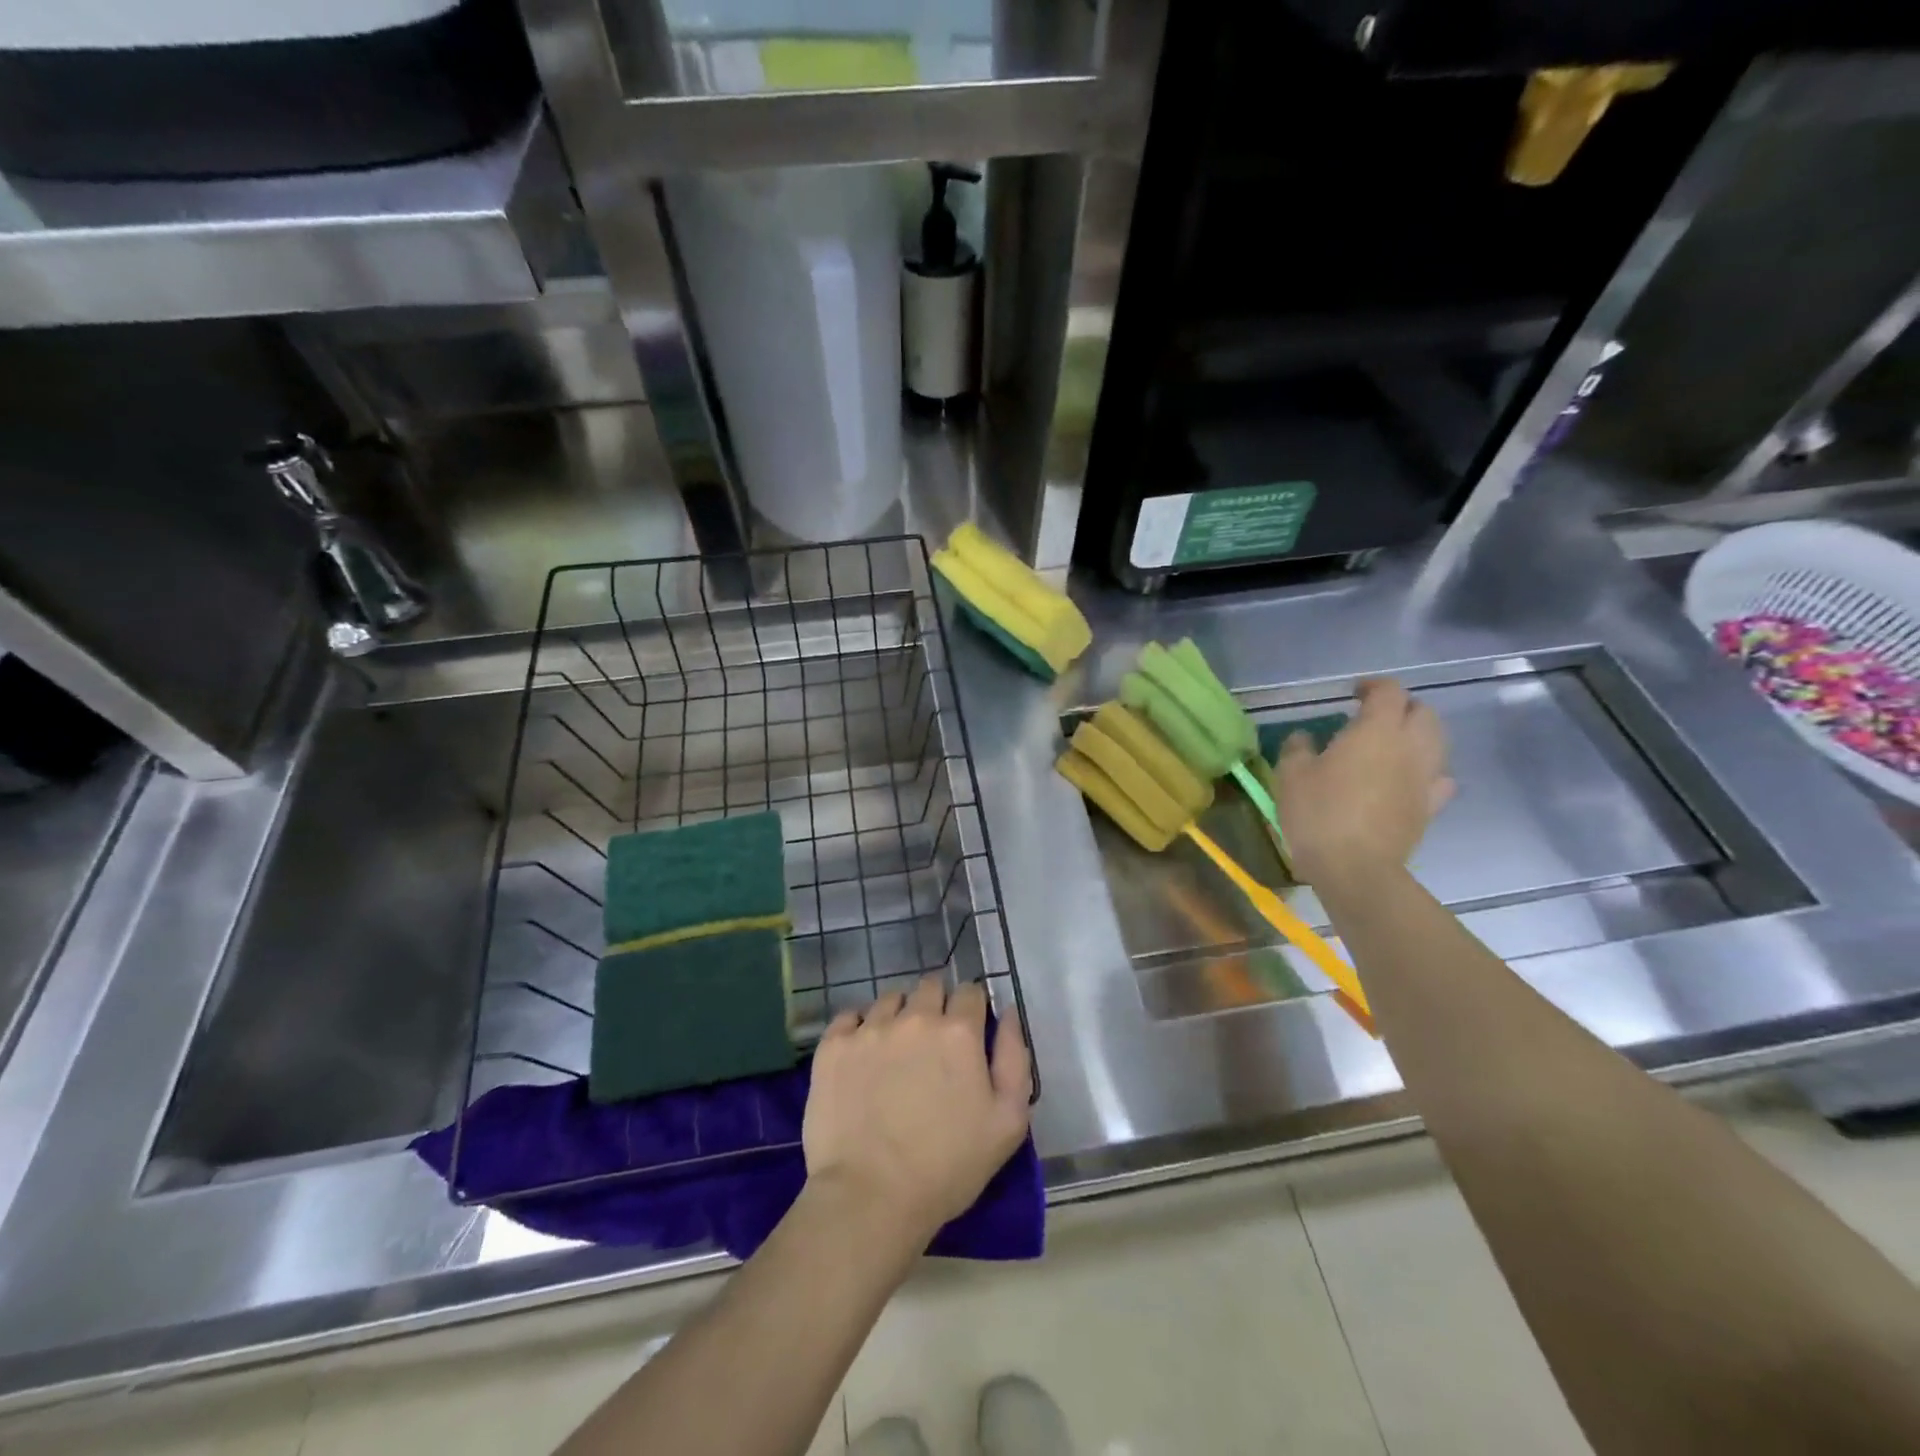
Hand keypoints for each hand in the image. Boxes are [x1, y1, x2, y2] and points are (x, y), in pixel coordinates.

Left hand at [802, 975, 1032, 1248]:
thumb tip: (1007, 1014)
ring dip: (899, 1015)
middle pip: (930, 987)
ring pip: (891, 999)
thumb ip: (1014, 1058)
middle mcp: (915, 1017)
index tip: (968, 1032)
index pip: (970, 992)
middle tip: (933, 1043)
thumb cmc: (948, 1167)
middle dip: (937, 1005)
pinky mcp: (833, 1046)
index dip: (972, 1008)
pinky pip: (850, 1016)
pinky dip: (860, 1028)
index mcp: (959, 1032)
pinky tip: (863, 1056)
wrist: (869, 1198)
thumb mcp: (1008, 1121)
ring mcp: (870, 1028)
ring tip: (896, 1051)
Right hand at [1275, 677, 1453, 889]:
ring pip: (1437, 742)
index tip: (1353, 694)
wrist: (1356, 867)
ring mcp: (1425, 777)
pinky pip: (1439, 778)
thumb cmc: (1319, 813)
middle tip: (1374, 718)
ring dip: (1418, 736)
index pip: (1389, 691)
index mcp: (1376, 730)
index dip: (1373, 686)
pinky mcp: (1430, 807)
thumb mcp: (1291, 775)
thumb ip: (1298, 748)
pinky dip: (1427, 771)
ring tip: (1391, 746)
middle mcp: (1410, 746)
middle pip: (1423, 712)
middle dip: (1402, 708)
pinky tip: (1408, 779)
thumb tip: (1304, 737)